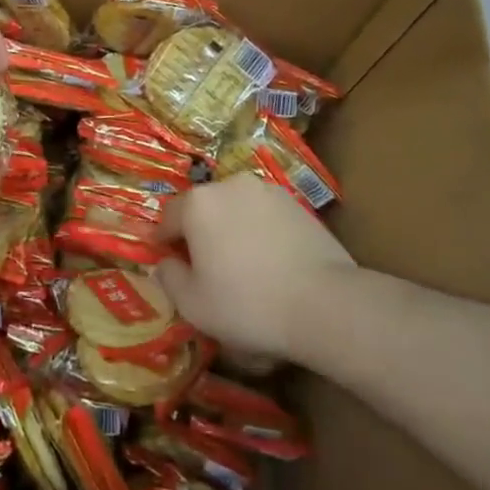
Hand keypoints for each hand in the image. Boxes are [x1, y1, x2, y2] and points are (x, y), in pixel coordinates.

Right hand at [155, 175, 355, 361]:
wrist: (324, 302)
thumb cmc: (248, 304)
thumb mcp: (193, 305)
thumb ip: (169, 278)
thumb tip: (167, 263)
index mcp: (198, 203)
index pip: (169, 217)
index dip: (165, 242)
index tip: (170, 263)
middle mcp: (229, 185)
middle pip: (204, 209)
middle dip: (200, 233)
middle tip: (207, 268)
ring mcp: (266, 191)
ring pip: (236, 209)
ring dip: (232, 230)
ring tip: (243, 267)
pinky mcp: (296, 203)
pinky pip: (264, 216)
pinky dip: (260, 232)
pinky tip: (271, 264)